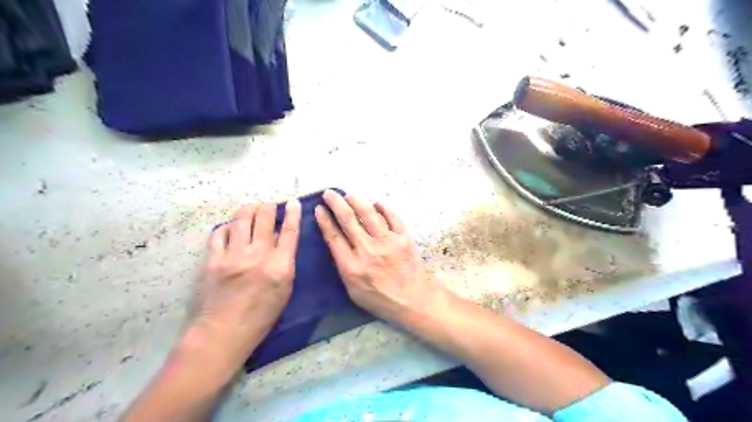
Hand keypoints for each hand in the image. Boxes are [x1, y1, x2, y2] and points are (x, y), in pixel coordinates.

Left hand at [187, 199, 300, 361]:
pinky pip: (219, 233)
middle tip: (270, 205)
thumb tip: (279, 239)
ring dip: (249, 209)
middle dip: (269, 206)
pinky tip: (231, 228)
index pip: (290, 232)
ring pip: (241, 219)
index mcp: (279, 266)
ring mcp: (233, 256)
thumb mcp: (284, 290)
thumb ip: (284, 263)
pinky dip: (227, 226)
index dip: (293, 214)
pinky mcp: (212, 260)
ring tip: (252, 208)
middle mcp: (258, 255)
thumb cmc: (261, 317)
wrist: (222, 333)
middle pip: (265, 218)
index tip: (293, 202)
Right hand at [313, 190, 441, 324]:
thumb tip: (337, 245)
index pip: (333, 236)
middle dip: (336, 203)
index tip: (319, 209)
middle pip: (348, 219)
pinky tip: (376, 203)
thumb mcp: (353, 291)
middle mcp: (368, 250)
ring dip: (356, 200)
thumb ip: (344, 267)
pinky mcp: (403, 237)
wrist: (412, 300)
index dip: (324, 220)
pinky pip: (392, 216)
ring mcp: (387, 241)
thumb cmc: (380, 299)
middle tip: (329, 193)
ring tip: (349, 195)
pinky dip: (383, 207)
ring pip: (368, 213)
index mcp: (352, 266)